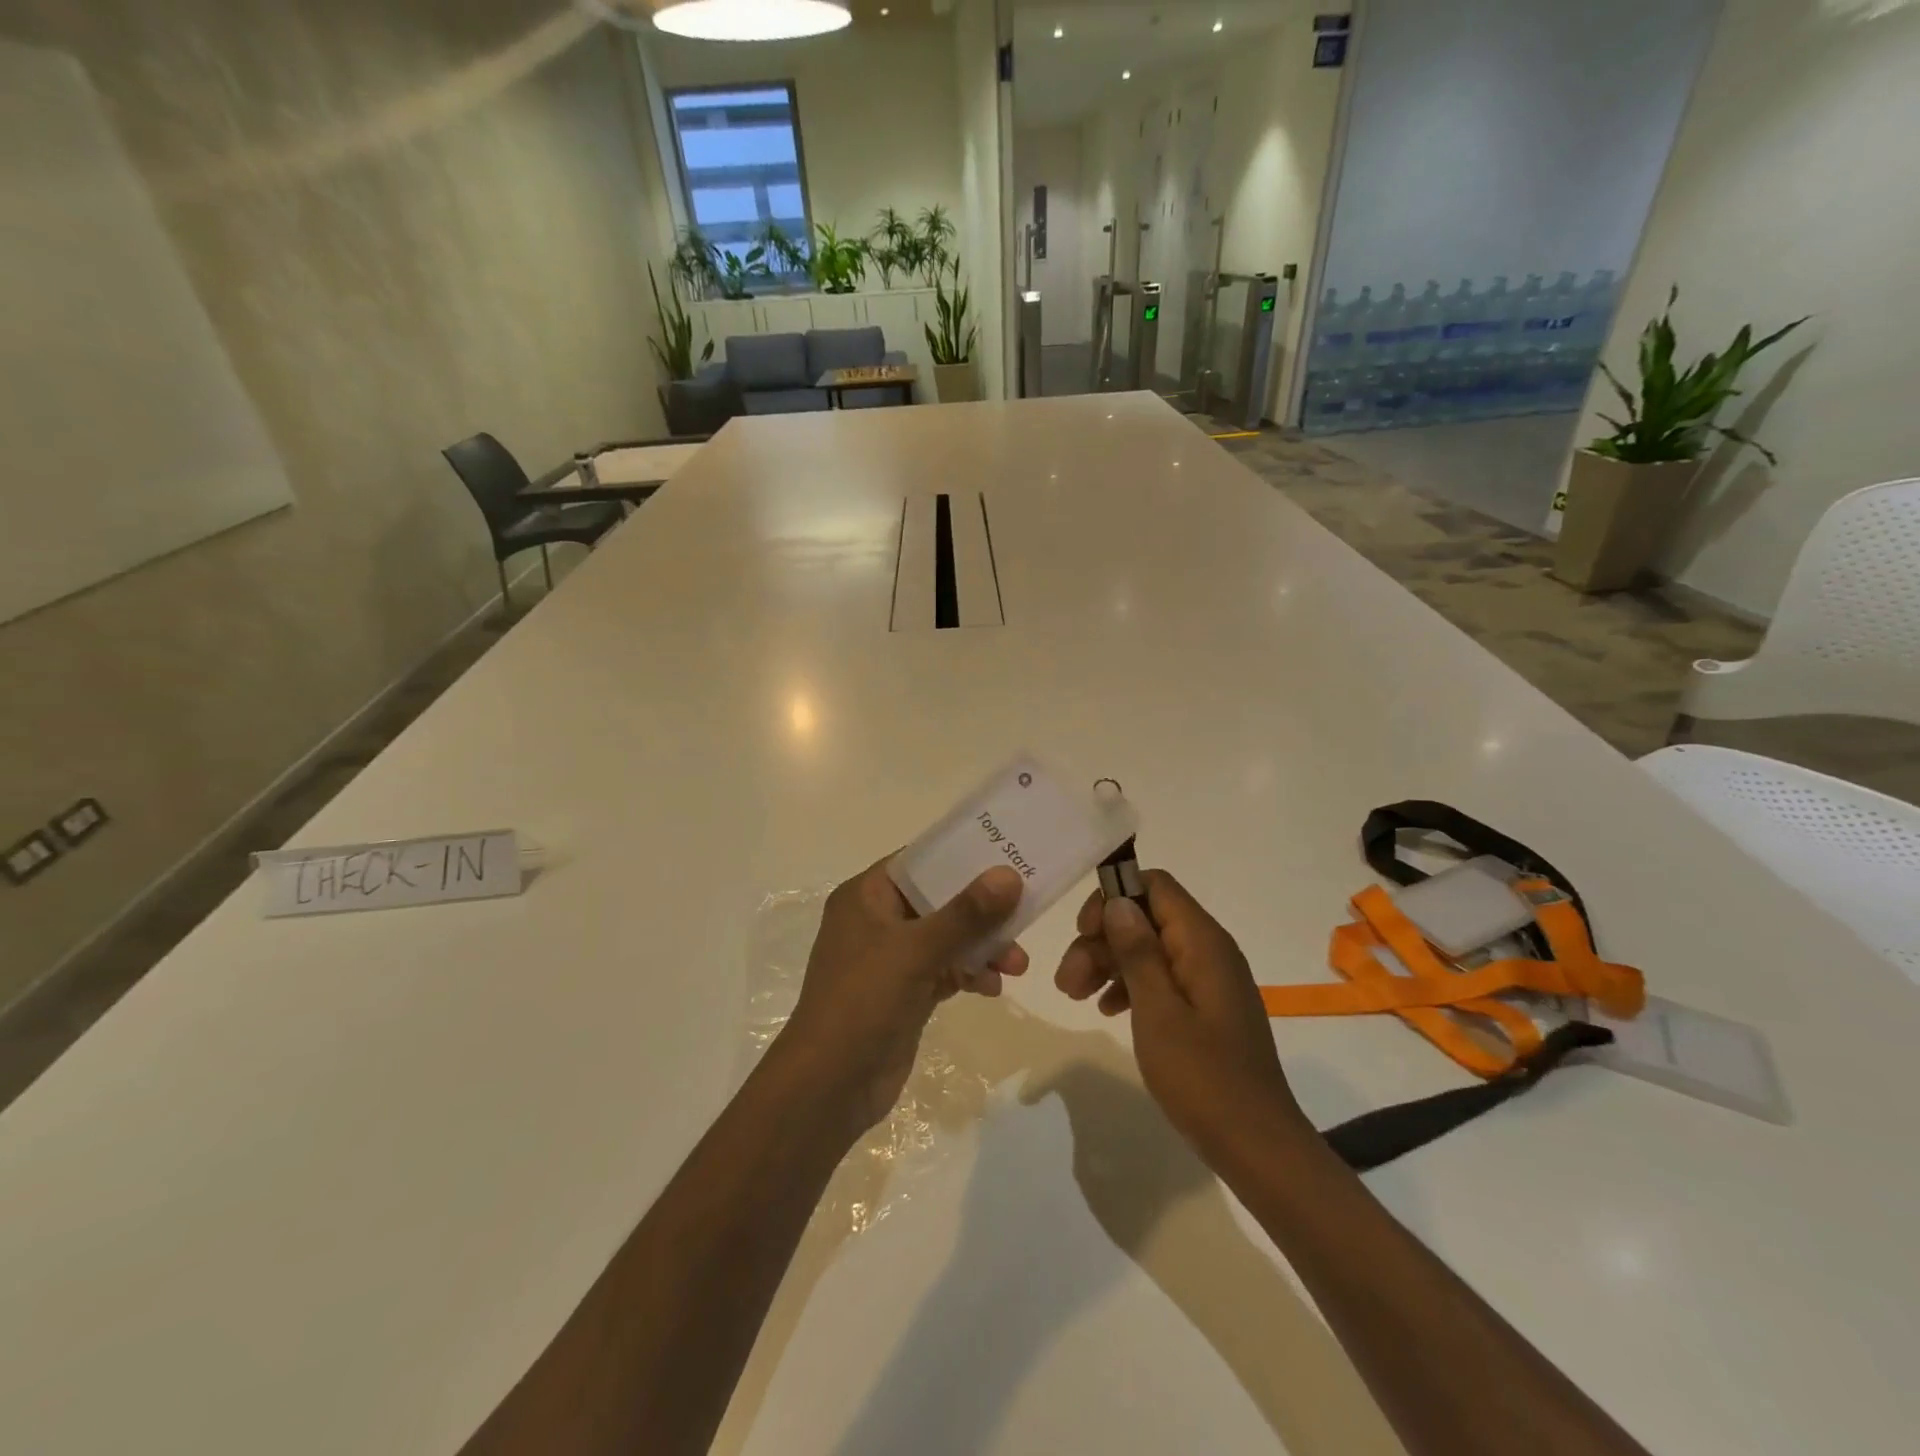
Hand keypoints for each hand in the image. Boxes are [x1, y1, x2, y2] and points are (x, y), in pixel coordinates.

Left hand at [780, 857, 1028, 1132]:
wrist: (830, 1084)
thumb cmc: (864, 1000)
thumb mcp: (916, 950)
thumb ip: (965, 913)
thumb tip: (1008, 875)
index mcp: (866, 897)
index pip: (919, 862)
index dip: (961, 857)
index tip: (1006, 855)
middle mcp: (877, 921)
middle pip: (938, 901)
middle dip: (981, 912)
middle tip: (1024, 914)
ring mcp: (891, 959)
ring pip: (946, 938)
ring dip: (982, 947)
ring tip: (1017, 965)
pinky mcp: (905, 992)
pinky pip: (945, 970)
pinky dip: (969, 974)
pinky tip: (994, 987)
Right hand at [1053, 871, 1309, 1164]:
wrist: (1257, 1146)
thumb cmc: (1204, 1077)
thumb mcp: (1159, 1012)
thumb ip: (1138, 952)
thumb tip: (1118, 902)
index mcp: (1203, 942)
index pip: (1155, 885)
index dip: (1113, 898)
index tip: (1083, 932)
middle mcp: (1209, 951)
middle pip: (1146, 919)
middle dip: (1102, 940)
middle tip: (1067, 980)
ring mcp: (1209, 980)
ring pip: (1149, 949)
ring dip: (1109, 964)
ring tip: (1075, 996)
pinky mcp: (1206, 1007)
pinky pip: (1162, 978)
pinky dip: (1130, 986)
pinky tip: (1107, 1009)